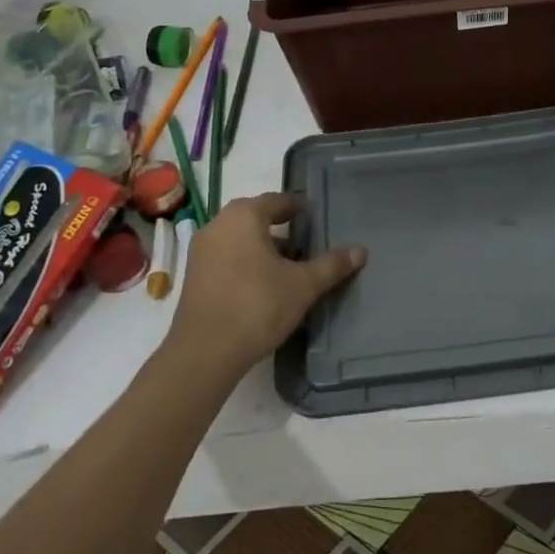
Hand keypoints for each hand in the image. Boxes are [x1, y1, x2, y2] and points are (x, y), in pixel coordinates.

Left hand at [164, 193, 365, 379]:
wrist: (205, 352)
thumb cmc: (257, 306)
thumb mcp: (303, 285)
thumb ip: (331, 265)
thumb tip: (361, 250)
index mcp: (243, 216)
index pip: (276, 201)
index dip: (296, 207)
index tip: (313, 214)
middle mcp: (217, 225)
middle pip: (254, 218)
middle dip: (279, 227)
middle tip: (305, 241)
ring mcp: (200, 252)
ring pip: (238, 240)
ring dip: (262, 247)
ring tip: (288, 266)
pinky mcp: (193, 277)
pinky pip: (225, 258)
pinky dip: (245, 263)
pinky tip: (263, 285)